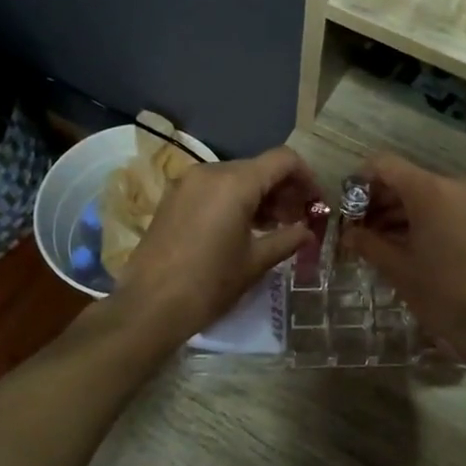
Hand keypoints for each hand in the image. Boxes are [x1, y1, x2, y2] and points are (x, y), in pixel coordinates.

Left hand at [112, 147, 317, 344]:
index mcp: (235, 182)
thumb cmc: (209, 284)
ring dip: (259, 196)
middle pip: (259, 168)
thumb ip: (287, 239)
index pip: (283, 160)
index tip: (316, 204)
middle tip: (298, 220)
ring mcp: (187, 183)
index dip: (307, 177)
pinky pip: (214, 189)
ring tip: (273, 228)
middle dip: (283, 190)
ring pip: (236, 178)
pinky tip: (242, 229)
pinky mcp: (173, 198)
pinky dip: (234, 201)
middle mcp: (210, 172)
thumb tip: (307, 232)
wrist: (149, 306)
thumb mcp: (255, 262)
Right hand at [341, 154, 465, 378]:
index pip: (385, 164)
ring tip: (381, 243)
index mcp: (431, 191)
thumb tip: (347, 234)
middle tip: (360, 230)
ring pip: (429, 195)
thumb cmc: (443, 294)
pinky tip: (413, 248)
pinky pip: (449, 209)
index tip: (348, 208)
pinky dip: (427, 220)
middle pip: (408, 179)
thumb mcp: (397, 269)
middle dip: (380, 201)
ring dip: (402, 213)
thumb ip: (368, 244)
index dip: (361, 181)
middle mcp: (456, 186)